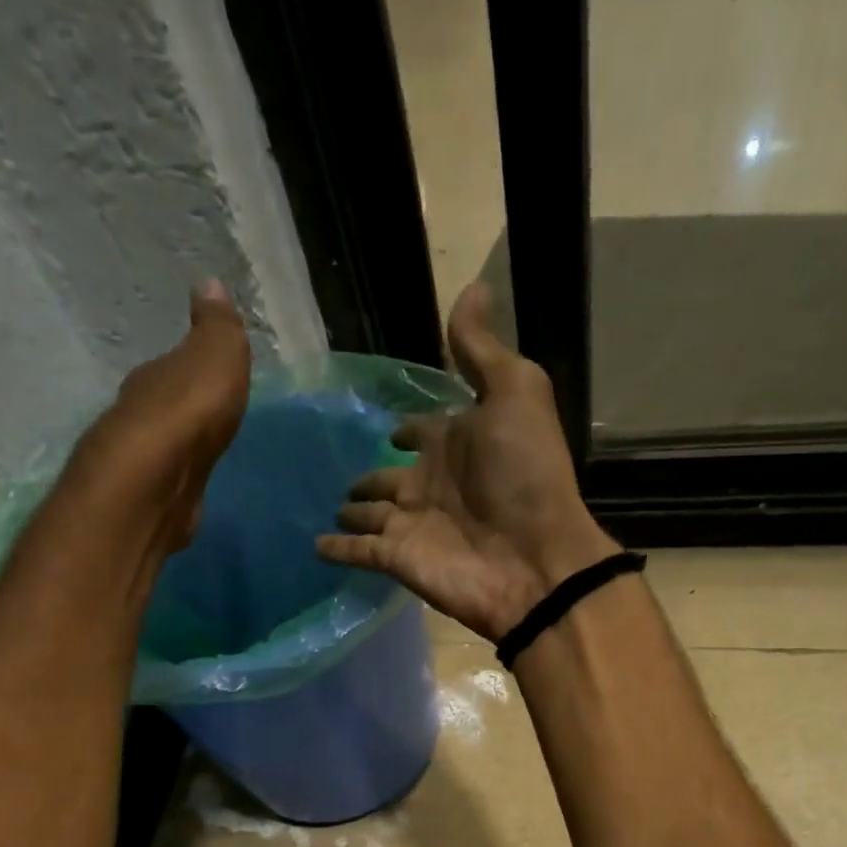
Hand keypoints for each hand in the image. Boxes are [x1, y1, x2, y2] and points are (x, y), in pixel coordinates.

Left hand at [64, 280, 250, 555]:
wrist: (157, 482)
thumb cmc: (188, 413)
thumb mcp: (215, 357)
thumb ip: (217, 328)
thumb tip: (210, 284)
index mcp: (156, 378)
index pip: (173, 367)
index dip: (190, 369)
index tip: (205, 373)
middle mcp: (140, 415)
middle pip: (165, 407)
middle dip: (182, 408)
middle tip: (204, 414)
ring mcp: (144, 463)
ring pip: (165, 446)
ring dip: (179, 447)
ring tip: (200, 452)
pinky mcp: (152, 500)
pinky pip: (170, 481)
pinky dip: (179, 479)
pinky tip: (189, 485)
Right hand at [315, 284, 618, 640]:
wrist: (532, 560)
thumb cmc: (525, 474)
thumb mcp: (514, 394)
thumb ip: (482, 350)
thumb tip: (472, 287)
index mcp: (455, 444)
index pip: (423, 432)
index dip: (408, 429)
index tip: (389, 426)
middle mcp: (430, 484)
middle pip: (390, 477)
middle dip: (369, 476)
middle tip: (339, 474)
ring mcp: (411, 525)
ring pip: (371, 514)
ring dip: (352, 511)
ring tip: (327, 505)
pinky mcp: (395, 559)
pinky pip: (357, 551)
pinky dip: (336, 549)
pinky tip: (314, 545)